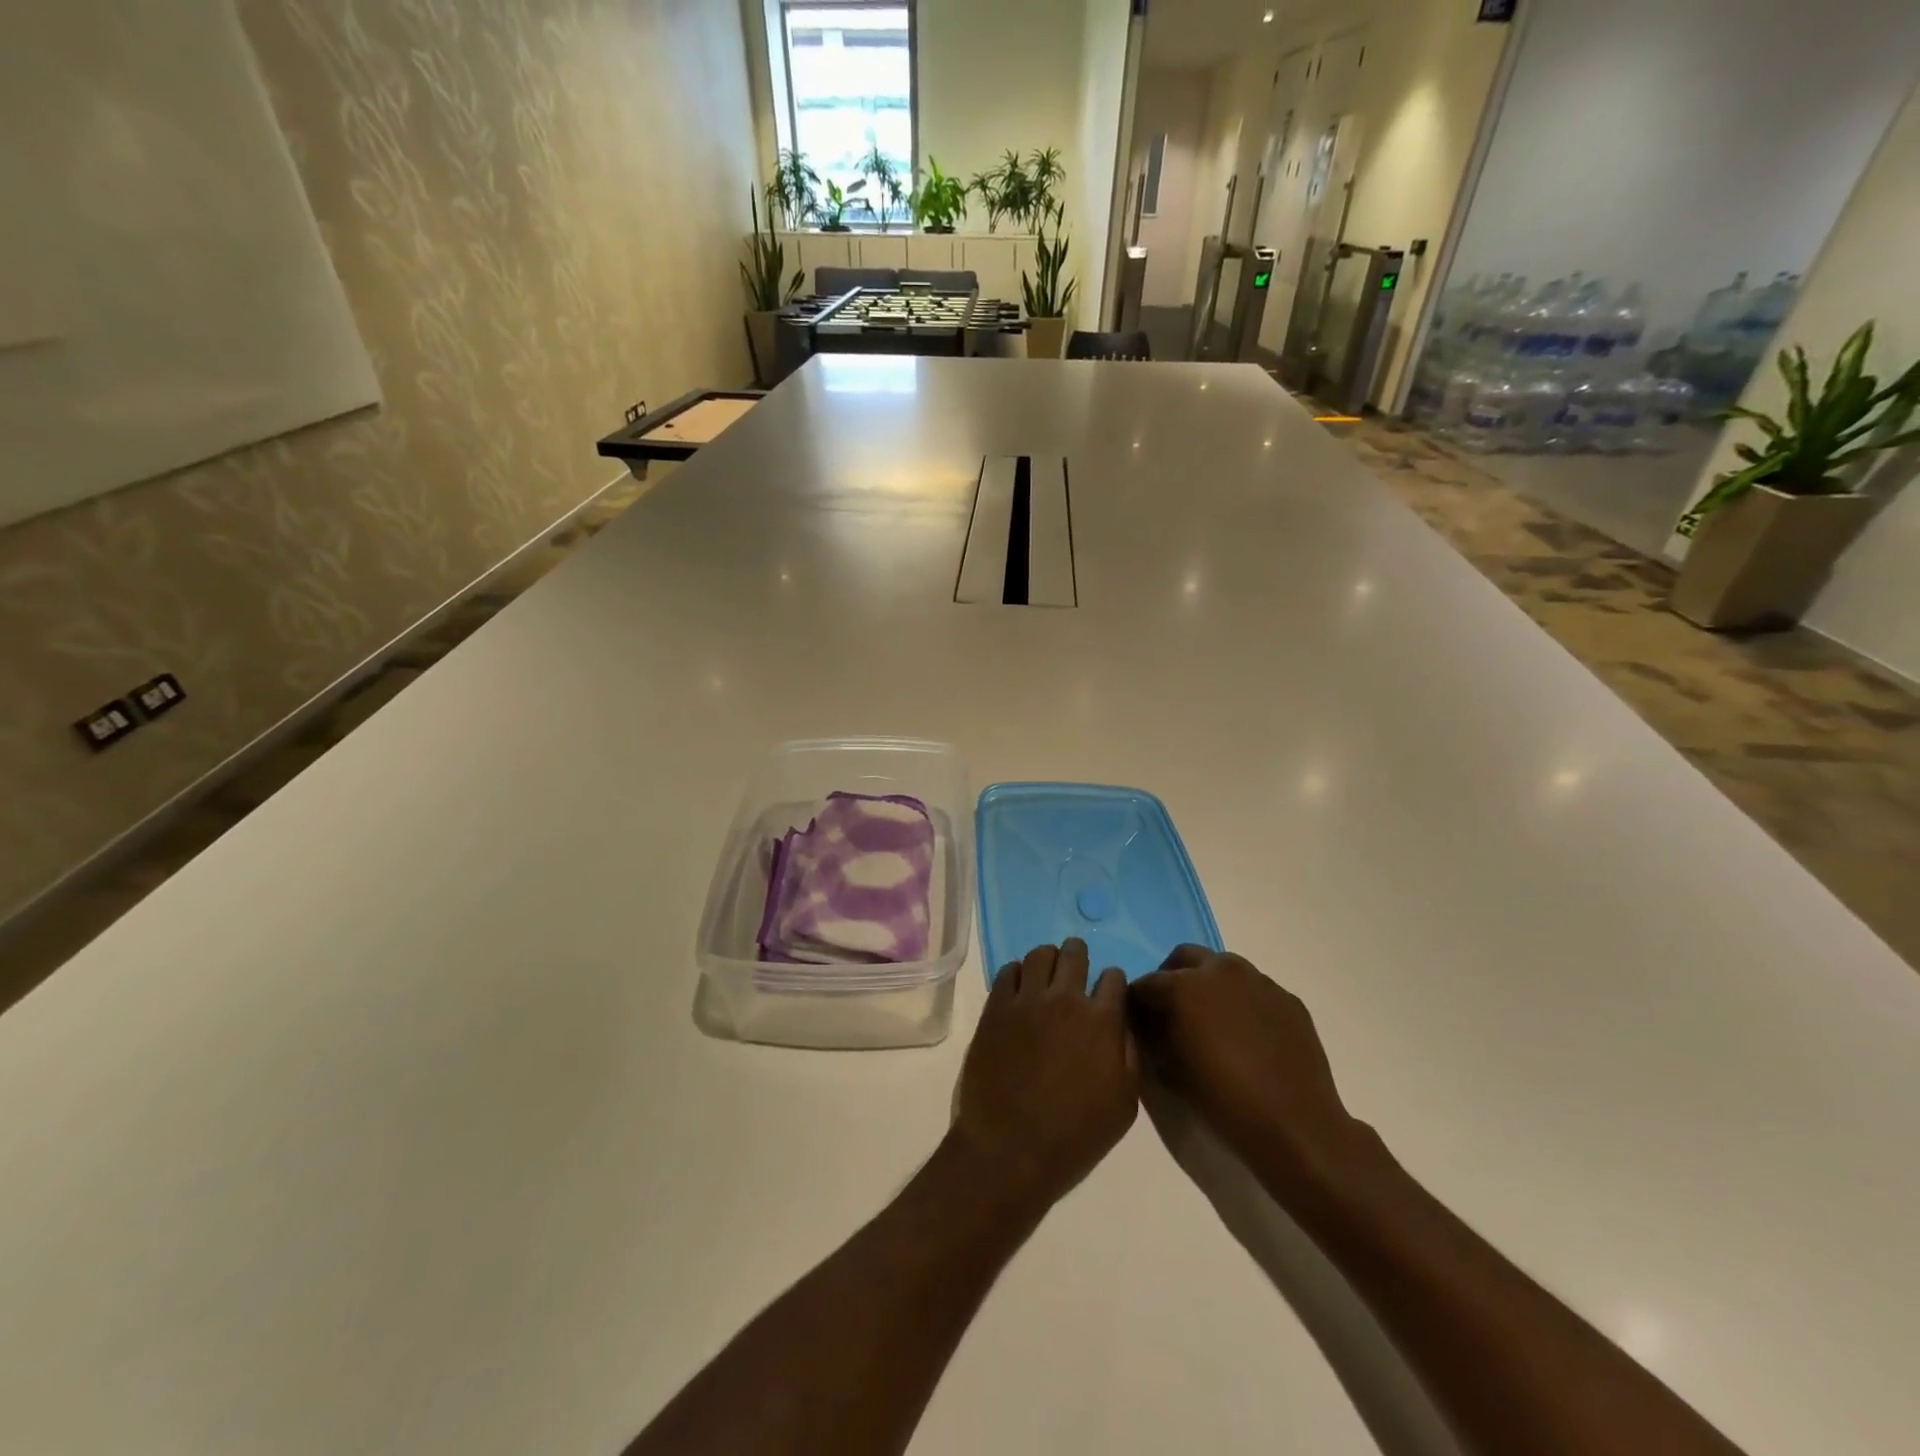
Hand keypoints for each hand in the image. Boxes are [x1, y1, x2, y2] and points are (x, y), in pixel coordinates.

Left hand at [950, 940, 1137, 1212]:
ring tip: (1047, 974)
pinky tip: (1020, 988)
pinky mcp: (996, 1007)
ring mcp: (1027, 1000)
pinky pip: (1007, 971)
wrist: (1009, 1150)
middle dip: (1079, 955)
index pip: (1114, 977)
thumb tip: (1122, 1027)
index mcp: (1102, 1022)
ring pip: (1040, 955)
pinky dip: (1017, 973)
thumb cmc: (1074, 1137)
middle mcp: (1065, 999)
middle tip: (1076, 966)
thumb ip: (1128, 1057)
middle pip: (1074, 953)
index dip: (1113, 982)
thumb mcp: (1123, 1107)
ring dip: (1048, 960)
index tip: (1108, 992)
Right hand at [1129, 946, 1368, 1196]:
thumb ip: (1151, 1035)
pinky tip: (1247, 1037)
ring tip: (1212, 1023)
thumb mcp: (1168, 1070)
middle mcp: (1221, 970)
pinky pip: (1254, 991)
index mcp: (1185, 984)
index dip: (1137, 1003)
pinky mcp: (1287, 999)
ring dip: (1209, 985)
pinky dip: (1241, 1002)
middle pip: (1184, 958)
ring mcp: (1259, 981)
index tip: (1138, 1022)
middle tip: (1171, 1012)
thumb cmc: (1222, 1098)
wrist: (1296, 1126)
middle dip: (1171, 978)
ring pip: (1223, 969)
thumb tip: (1148, 1021)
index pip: (1146, 984)